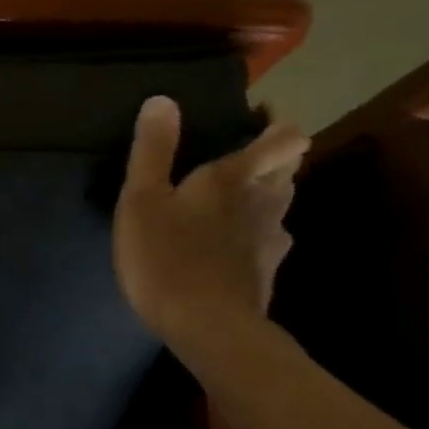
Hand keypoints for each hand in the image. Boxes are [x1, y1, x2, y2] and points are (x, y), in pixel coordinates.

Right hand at [111, 95, 308, 352]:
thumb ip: (153, 149)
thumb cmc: (167, 256)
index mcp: (236, 178)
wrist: (207, 329)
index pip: (283, 139)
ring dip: (263, 193)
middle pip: (286, 170)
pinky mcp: (265, 272)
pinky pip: (267, 238)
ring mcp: (271, 240)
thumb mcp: (143, 198)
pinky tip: (228, 243)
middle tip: (236, 155)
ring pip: (279, 204)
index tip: (259, 116)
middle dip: (270, 157)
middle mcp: (265, 203)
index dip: (277, 124)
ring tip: (229, 196)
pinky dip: (253, 231)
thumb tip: (163, 99)